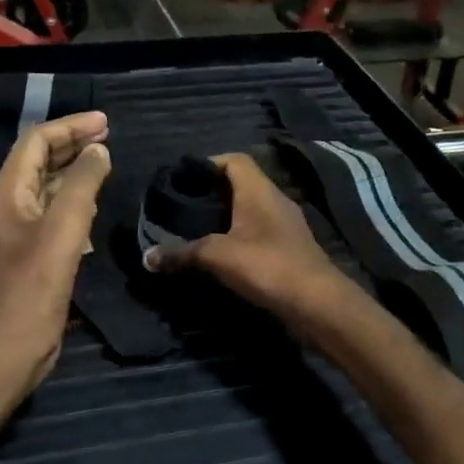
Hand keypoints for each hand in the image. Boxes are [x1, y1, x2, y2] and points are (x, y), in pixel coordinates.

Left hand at [0, 111, 110, 396]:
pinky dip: (75, 197)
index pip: (37, 141)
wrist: (10, 344)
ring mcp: (22, 228)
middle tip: (109, 134)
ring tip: (106, 159)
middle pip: (41, 158)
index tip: (106, 122)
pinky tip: (95, 200)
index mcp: (9, 190)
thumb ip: (82, 184)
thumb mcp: (62, 228)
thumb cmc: (34, 285)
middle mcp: (11, 203)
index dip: (70, 126)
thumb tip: (99, 150)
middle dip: (73, 142)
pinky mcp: (34, 250)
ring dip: (75, 168)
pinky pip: (55, 210)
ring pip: (48, 184)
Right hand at [143, 153, 357, 329]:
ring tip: (196, 230)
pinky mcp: (290, 249)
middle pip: (241, 184)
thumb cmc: (267, 266)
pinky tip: (222, 255)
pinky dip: (239, 237)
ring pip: (251, 211)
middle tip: (183, 207)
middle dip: (212, 193)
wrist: (317, 303)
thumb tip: (146, 258)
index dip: (209, 163)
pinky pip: (259, 233)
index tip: (183, 179)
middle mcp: (275, 201)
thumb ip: (181, 254)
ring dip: (226, 217)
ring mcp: (285, 226)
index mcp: (259, 190)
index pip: (235, 160)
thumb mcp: (217, 257)